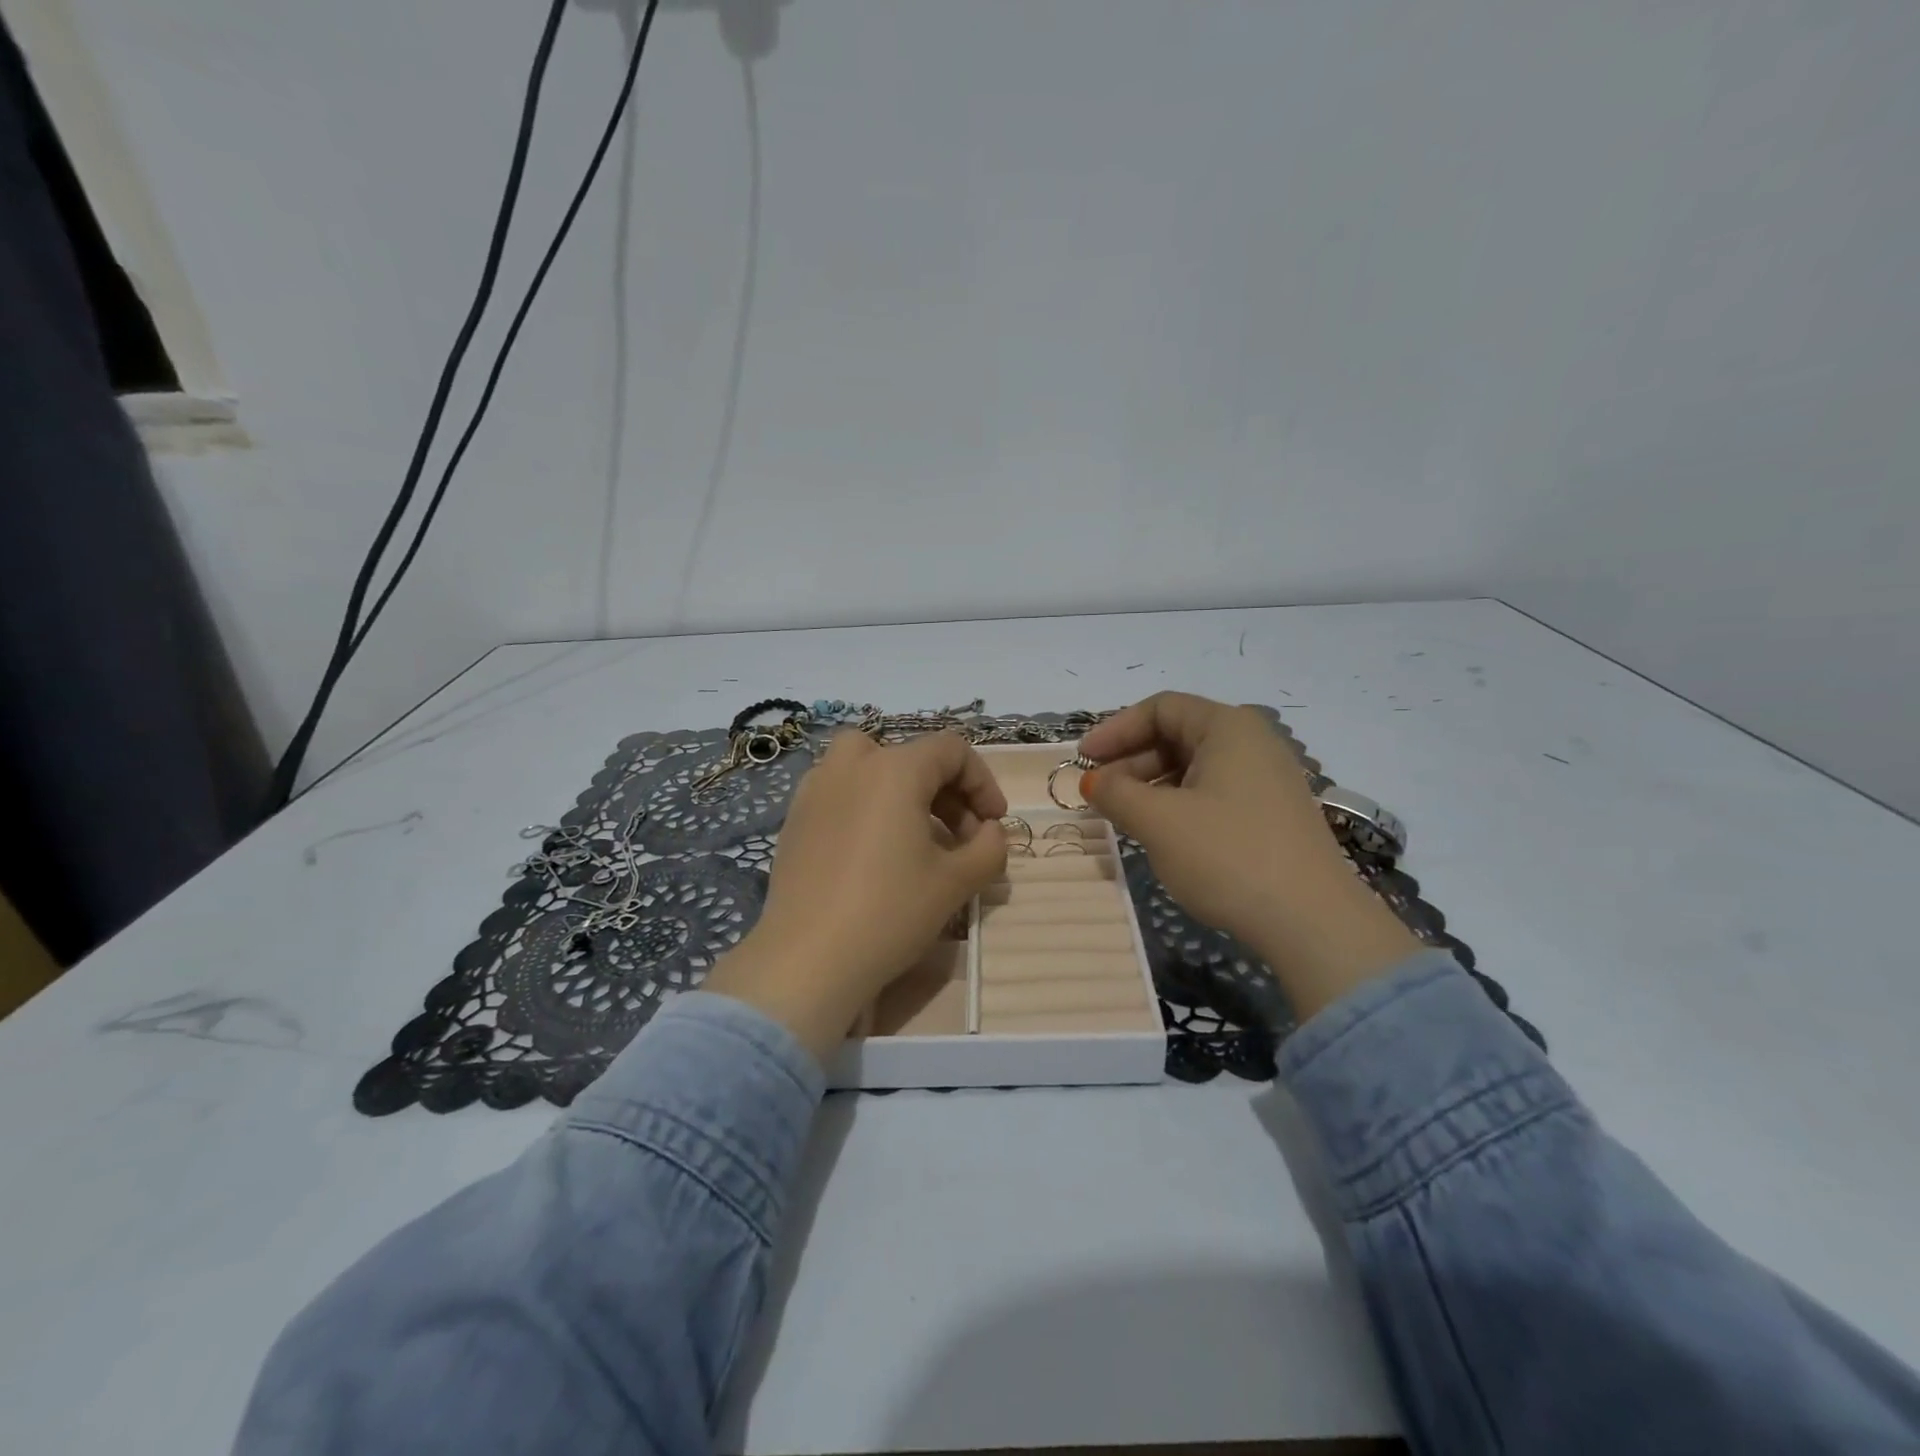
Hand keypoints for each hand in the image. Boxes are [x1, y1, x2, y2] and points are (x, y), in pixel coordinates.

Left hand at [704, 731, 1008, 1062]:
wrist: (808, 960)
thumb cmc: (890, 912)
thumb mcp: (957, 881)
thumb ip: (989, 846)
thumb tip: (990, 831)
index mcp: (894, 769)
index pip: (952, 750)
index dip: (983, 782)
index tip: (993, 824)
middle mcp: (850, 765)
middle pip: (912, 756)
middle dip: (947, 791)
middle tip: (962, 838)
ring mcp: (814, 790)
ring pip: (871, 768)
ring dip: (905, 793)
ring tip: (919, 841)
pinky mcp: (794, 819)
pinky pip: (842, 794)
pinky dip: (868, 807)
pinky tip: (875, 854)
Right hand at [1080, 693, 1419, 1019]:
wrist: (1312, 923)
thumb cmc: (1227, 855)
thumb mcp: (1159, 821)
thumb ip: (1116, 792)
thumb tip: (1093, 781)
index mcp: (1229, 727)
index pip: (1161, 708)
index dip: (1115, 730)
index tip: (1083, 760)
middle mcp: (1253, 743)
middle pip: (1178, 735)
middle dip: (1130, 761)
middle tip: (1098, 793)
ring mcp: (1267, 781)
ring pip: (1194, 768)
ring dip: (1151, 786)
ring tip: (1123, 817)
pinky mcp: (1272, 815)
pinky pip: (1213, 794)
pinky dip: (1178, 805)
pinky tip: (1161, 835)